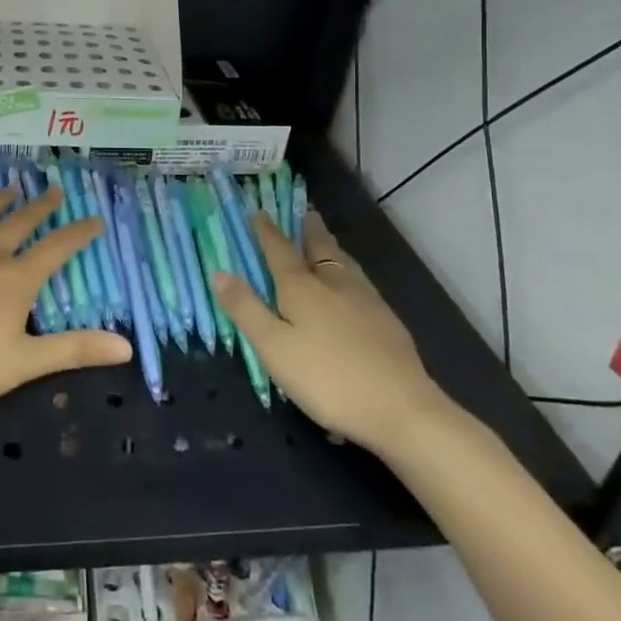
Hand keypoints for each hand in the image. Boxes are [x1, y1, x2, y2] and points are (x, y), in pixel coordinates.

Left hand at [0, 183, 131, 417]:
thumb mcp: (24, 365)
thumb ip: (74, 351)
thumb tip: (126, 347)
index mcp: (15, 281)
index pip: (56, 250)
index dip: (78, 233)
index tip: (95, 219)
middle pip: (19, 224)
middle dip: (40, 207)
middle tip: (54, 191)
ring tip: (10, 187)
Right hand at [212, 209, 448, 452]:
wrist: (401, 408)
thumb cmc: (327, 378)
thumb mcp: (274, 347)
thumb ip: (246, 309)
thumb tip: (219, 272)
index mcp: (302, 288)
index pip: (279, 250)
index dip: (267, 231)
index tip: (259, 211)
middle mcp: (334, 284)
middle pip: (319, 249)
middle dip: (309, 230)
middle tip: (305, 213)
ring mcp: (366, 300)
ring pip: (344, 263)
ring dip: (331, 247)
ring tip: (326, 241)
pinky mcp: (387, 321)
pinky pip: (360, 281)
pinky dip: (348, 272)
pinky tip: (352, 286)